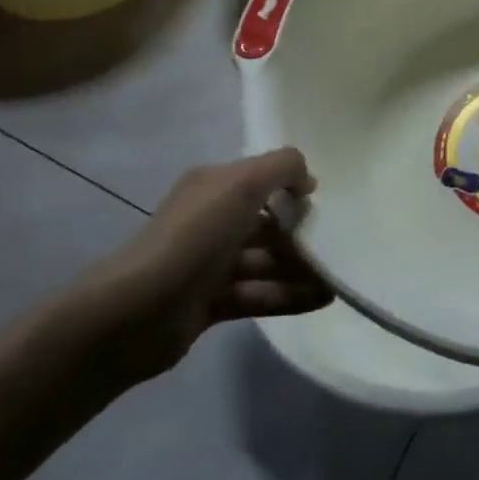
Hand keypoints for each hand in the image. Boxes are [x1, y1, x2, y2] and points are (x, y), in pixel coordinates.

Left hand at [110, 149, 331, 376]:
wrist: (138, 311)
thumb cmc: (194, 237)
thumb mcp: (242, 185)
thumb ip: (281, 168)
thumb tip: (307, 178)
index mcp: (212, 187)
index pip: (258, 178)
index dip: (291, 185)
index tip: (323, 199)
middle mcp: (210, 220)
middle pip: (265, 222)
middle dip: (301, 231)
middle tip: (340, 241)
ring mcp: (209, 265)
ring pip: (265, 261)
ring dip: (301, 267)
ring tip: (340, 275)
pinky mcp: (211, 303)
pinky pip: (259, 294)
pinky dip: (290, 295)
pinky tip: (324, 299)